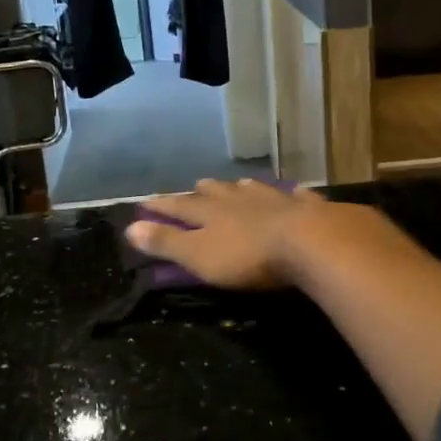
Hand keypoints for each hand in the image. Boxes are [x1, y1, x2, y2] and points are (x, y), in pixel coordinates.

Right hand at [124, 179, 330, 289]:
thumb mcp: (199, 255)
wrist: (310, 242)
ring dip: (241, 188)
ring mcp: (275, 200)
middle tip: (195, 186)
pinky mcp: (307, 209)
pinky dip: (292, 194)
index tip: (144, 203)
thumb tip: (130, 228)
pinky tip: (295, 191)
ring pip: (253, 190)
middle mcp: (239, 200)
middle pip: (216, 192)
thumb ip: (166, 243)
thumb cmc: (248, 256)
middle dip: (202, 191)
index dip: (161, 206)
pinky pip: (297, 197)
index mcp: (211, 212)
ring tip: (238, 184)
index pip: (179, 206)